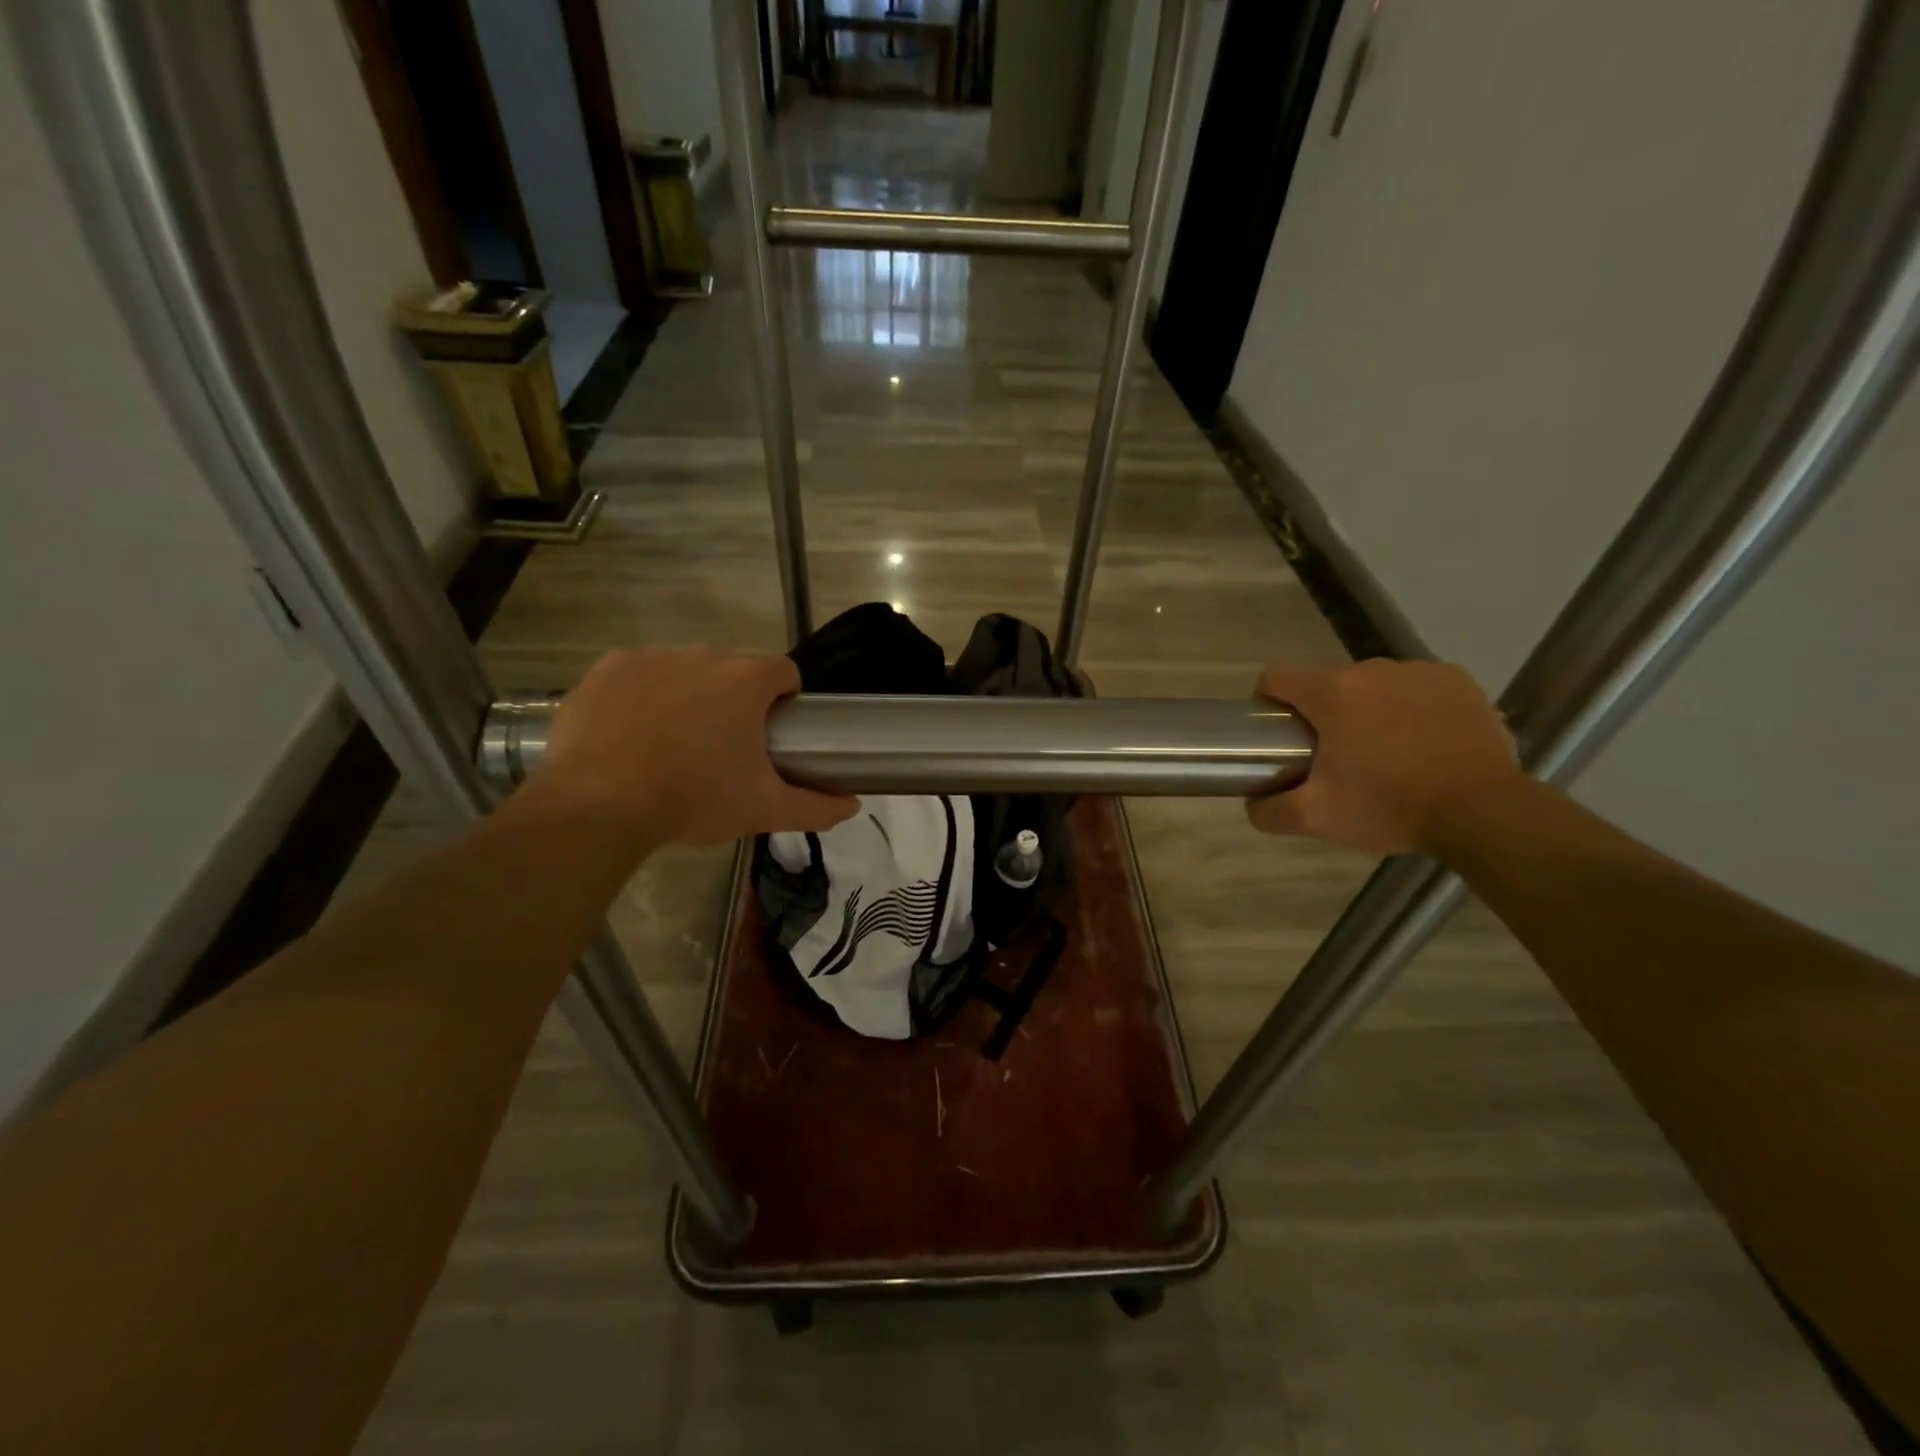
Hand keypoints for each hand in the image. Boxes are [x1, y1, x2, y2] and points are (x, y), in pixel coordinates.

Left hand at [534, 648, 856, 846]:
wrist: (598, 805)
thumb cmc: (693, 800)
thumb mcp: (762, 809)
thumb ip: (815, 807)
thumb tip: (852, 806)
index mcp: (746, 681)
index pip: (783, 672)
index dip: (784, 701)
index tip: (772, 735)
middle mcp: (702, 655)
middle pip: (732, 670)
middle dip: (734, 701)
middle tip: (722, 749)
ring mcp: (650, 657)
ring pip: (684, 670)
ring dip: (688, 696)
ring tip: (672, 745)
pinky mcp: (607, 668)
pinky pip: (637, 674)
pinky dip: (642, 695)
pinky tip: (631, 734)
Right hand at [1247, 659, 1522, 854]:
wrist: (1483, 812)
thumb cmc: (1390, 807)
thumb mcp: (1316, 818)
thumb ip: (1269, 811)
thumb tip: (1252, 803)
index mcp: (1331, 693)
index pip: (1276, 677)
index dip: (1266, 702)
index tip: (1277, 733)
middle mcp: (1371, 668)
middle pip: (1326, 683)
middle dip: (1323, 714)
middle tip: (1336, 758)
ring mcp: (1419, 670)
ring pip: (1372, 685)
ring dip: (1368, 709)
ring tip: (1386, 753)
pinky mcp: (1458, 680)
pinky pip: (1416, 686)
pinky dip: (1411, 707)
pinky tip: (1423, 741)